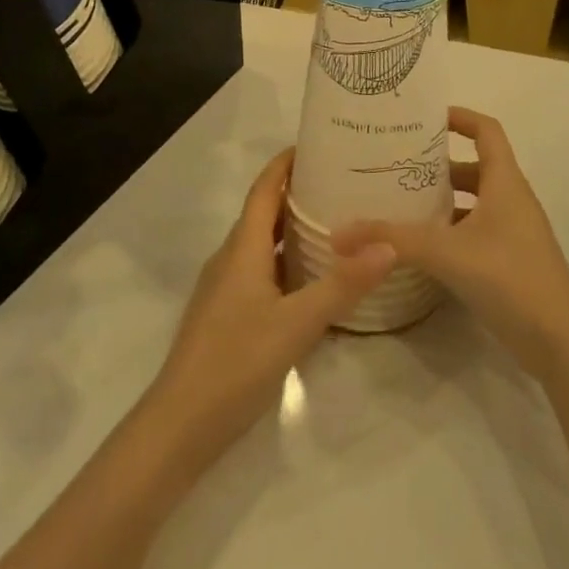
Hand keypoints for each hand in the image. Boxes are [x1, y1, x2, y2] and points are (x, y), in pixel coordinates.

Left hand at [147, 148, 395, 462]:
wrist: (180, 425)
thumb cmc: (236, 362)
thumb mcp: (297, 323)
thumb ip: (342, 285)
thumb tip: (387, 245)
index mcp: (243, 248)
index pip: (264, 188)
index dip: (285, 163)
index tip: (318, 143)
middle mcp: (232, 258)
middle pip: (264, 212)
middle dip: (298, 192)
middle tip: (343, 183)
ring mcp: (226, 288)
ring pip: (263, 245)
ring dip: (293, 229)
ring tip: (337, 223)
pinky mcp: (228, 314)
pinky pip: (262, 272)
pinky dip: (288, 262)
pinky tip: (314, 279)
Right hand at [331, 107, 568, 379]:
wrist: (561, 342)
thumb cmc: (510, 277)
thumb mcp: (445, 252)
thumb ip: (392, 240)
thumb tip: (338, 234)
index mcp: (505, 182)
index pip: (487, 130)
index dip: (460, 117)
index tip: (424, 117)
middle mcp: (511, 200)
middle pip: (474, 167)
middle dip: (437, 165)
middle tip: (396, 165)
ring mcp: (512, 234)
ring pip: (473, 204)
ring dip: (442, 201)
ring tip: (399, 204)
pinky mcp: (509, 264)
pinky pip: (474, 234)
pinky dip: (449, 233)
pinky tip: (419, 249)